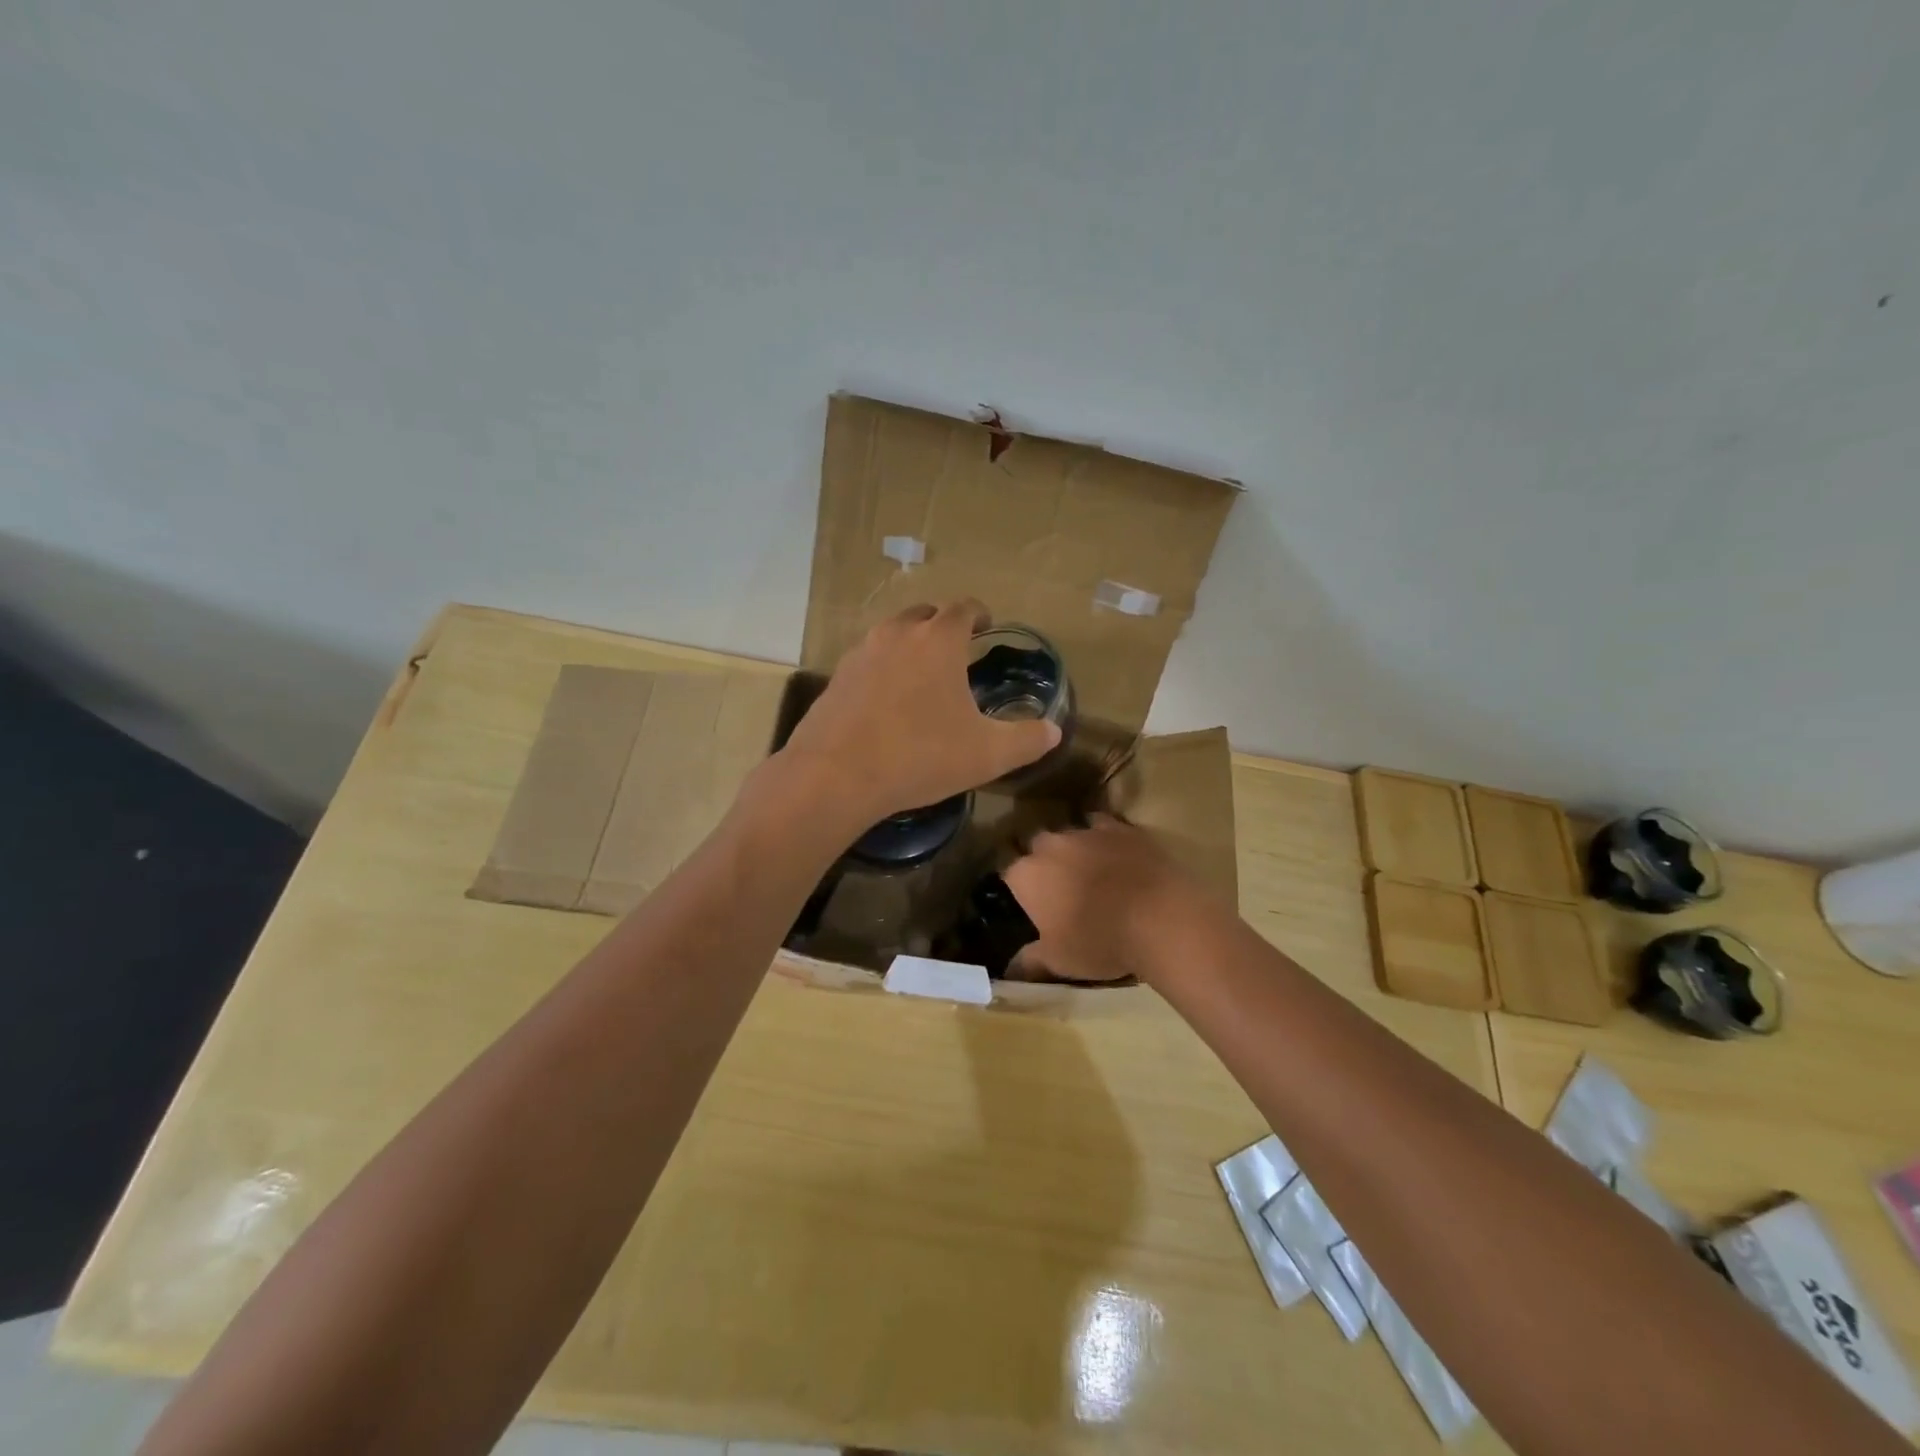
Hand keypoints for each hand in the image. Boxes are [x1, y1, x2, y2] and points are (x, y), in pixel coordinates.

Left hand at [776, 600, 1060, 822]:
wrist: (835, 775)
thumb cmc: (920, 755)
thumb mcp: (987, 754)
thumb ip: (1026, 740)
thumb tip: (1055, 732)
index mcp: (938, 640)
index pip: (963, 608)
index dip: (979, 614)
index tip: (987, 626)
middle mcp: (898, 634)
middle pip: (924, 614)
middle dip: (943, 626)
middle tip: (957, 651)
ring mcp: (861, 653)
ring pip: (892, 635)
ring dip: (910, 646)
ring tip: (922, 676)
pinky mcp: (836, 678)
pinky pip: (867, 662)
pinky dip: (883, 670)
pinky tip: (887, 703)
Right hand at [1003, 814, 1218, 984]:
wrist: (1160, 918)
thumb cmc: (1100, 942)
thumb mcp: (1059, 961)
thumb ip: (1029, 960)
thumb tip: (1011, 967)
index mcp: (1027, 874)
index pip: (1009, 875)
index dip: (1018, 890)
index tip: (1029, 906)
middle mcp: (1050, 844)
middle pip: (1037, 847)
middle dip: (1044, 862)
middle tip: (1059, 889)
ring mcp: (1087, 831)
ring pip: (1070, 834)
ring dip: (1074, 850)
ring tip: (1090, 873)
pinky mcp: (1121, 827)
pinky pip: (1103, 827)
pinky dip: (1104, 840)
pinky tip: (1116, 856)